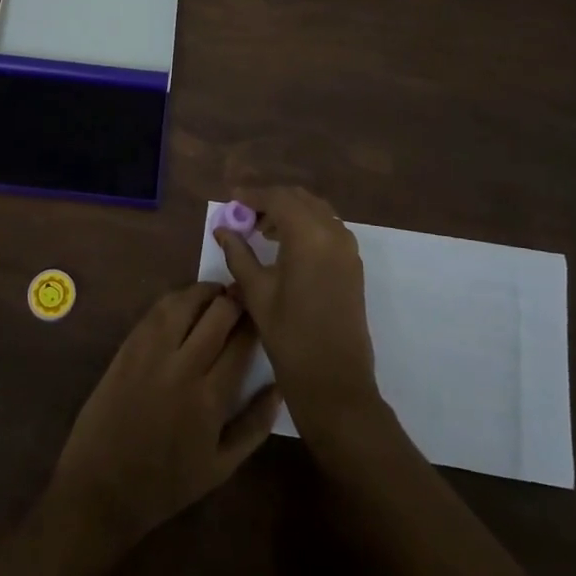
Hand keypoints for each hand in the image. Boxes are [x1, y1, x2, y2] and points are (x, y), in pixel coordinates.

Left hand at [48, 283, 280, 548]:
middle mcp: (183, 367)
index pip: (242, 342)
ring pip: (185, 302)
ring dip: (205, 292)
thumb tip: (279, 387)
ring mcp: (151, 353)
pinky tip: (185, 304)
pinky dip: (176, 299)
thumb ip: (255, 425)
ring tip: (217, 294)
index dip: (255, 321)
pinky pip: (156, 311)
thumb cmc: (167, 483)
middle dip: (235, 300)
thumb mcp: (221, 467)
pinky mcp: (128, 347)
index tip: (262, 315)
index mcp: (211, 398)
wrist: (102, 487)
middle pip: (217, 314)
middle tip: (243, 298)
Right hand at [213, 186, 381, 440]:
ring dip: (290, 212)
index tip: (232, 199)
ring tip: (263, 232)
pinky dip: (307, 226)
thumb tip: (223, 229)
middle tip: (245, 215)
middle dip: (271, 200)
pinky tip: (286, 247)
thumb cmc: (290, 336)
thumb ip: (239, 254)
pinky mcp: (353, 264)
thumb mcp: (256, 292)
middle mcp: (333, 232)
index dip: (253, 195)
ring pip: (316, 211)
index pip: (278, 198)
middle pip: (299, 199)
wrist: (334, 380)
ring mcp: (348, 248)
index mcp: (309, 235)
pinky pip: (328, 228)